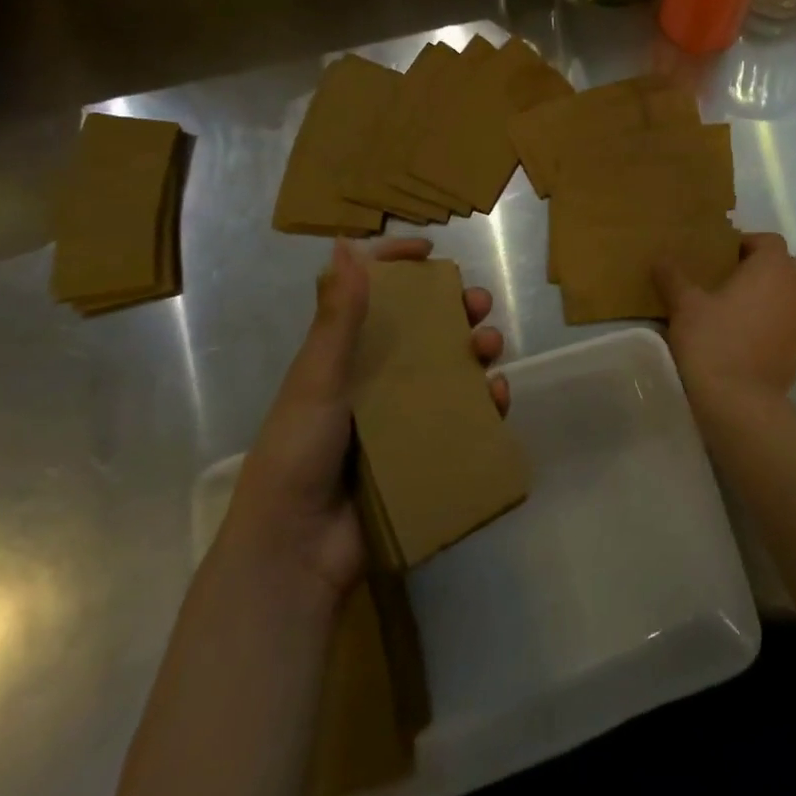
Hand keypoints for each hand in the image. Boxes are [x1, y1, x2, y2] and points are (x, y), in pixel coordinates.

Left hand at [228, 238, 507, 599]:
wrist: (297, 550)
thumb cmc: (299, 453)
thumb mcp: (317, 380)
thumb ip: (336, 318)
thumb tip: (345, 244)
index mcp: (343, 355)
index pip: (371, 294)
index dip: (398, 263)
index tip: (431, 250)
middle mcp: (374, 378)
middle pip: (422, 328)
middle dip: (454, 308)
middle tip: (478, 303)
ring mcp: (401, 415)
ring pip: (449, 367)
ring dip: (476, 349)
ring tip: (489, 347)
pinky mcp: (422, 449)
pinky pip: (462, 416)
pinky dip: (485, 401)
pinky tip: (498, 396)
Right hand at [655, 232, 795, 410]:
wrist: (739, 403)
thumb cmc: (713, 342)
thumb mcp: (684, 305)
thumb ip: (673, 277)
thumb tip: (661, 258)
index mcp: (772, 271)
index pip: (770, 241)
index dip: (747, 242)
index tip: (719, 255)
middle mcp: (793, 292)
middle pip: (787, 267)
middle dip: (763, 267)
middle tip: (730, 277)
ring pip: (788, 298)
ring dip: (767, 297)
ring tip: (731, 308)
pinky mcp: (794, 355)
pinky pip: (784, 328)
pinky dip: (768, 326)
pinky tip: (739, 340)